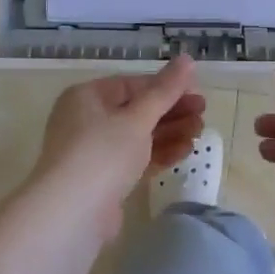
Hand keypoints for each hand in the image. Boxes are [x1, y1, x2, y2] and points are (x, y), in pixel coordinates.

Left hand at [31, 56, 203, 240]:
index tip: (196, 94)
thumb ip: (165, 91)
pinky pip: (135, 159)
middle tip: (203, 115)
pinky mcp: (103, 179)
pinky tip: (184, 152)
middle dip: (171, 112)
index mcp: (87, 96)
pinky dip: (159, 154)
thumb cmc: (102, 154)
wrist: (71, 214)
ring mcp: (94, 152)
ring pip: (138, 136)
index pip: (132, 85)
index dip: (166, 88)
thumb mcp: (138, 118)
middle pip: (136, 110)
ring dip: (169, 133)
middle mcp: (87, 120)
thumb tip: (187, 58)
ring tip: (199, 133)